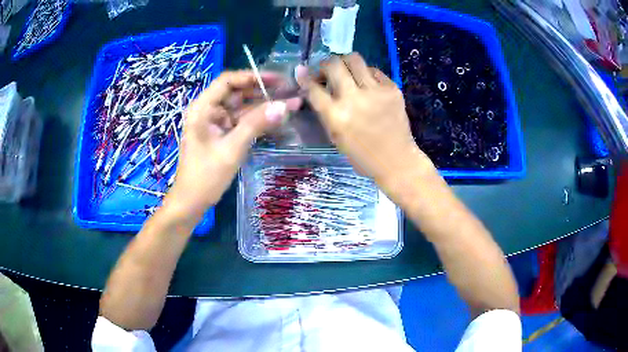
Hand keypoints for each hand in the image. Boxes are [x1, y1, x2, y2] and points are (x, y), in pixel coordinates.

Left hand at [165, 71, 301, 218]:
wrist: (191, 203)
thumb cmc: (205, 177)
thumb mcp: (231, 149)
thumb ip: (256, 125)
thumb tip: (284, 106)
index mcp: (202, 108)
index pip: (227, 81)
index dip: (251, 76)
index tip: (276, 79)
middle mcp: (208, 111)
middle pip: (236, 93)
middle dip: (262, 91)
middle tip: (289, 91)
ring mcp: (215, 124)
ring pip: (241, 108)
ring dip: (263, 107)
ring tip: (291, 104)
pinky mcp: (221, 135)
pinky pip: (241, 122)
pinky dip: (257, 121)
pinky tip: (277, 119)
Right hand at [298, 53, 433, 184]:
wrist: (397, 160)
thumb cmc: (362, 155)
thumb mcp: (335, 136)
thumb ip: (324, 110)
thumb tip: (313, 86)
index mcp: (336, 116)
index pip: (313, 88)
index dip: (305, 77)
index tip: (302, 72)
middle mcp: (354, 99)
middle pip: (334, 64)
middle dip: (326, 64)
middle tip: (327, 71)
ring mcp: (375, 91)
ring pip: (354, 59)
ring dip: (345, 63)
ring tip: (347, 72)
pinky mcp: (392, 89)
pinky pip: (374, 70)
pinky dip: (366, 74)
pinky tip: (367, 84)